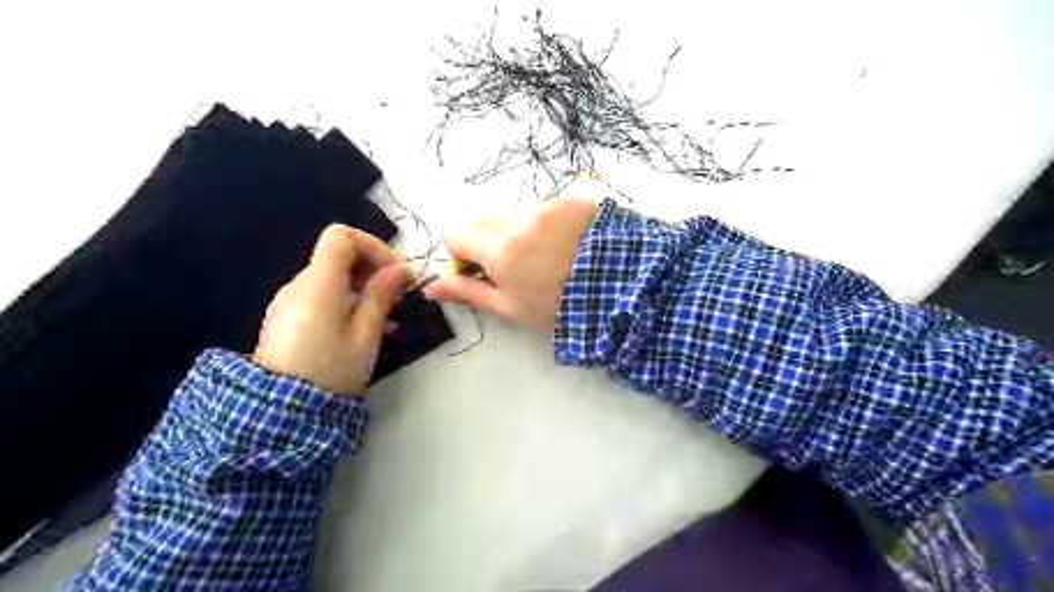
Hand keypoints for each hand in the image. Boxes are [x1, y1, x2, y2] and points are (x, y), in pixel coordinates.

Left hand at [249, 224, 406, 397]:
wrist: (280, 414)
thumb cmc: (330, 372)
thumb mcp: (365, 335)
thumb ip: (380, 296)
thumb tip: (397, 270)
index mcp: (318, 284)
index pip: (341, 237)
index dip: (373, 246)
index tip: (397, 272)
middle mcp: (299, 285)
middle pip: (338, 256)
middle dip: (374, 269)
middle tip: (401, 296)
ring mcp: (290, 302)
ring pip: (333, 278)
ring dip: (364, 288)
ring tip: (389, 318)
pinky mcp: (288, 319)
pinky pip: (322, 297)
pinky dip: (348, 302)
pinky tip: (367, 329)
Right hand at [423, 196, 595, 331]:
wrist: (623, 292)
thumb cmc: (560, 309)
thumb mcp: (511, 308)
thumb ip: (468, 292)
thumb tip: (430, 287)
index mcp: (499, 249)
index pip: (455, 233)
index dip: (462, 253)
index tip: (481, 269)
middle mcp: (519, 218)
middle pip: (484, 219)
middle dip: (490, 239)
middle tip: (517, 265)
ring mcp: (550, 205)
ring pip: (518, 213)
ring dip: (525, 231)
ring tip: (555, 257)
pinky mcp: (576, 198)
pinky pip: (550, 205)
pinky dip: (553, 222)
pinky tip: (574, 243)